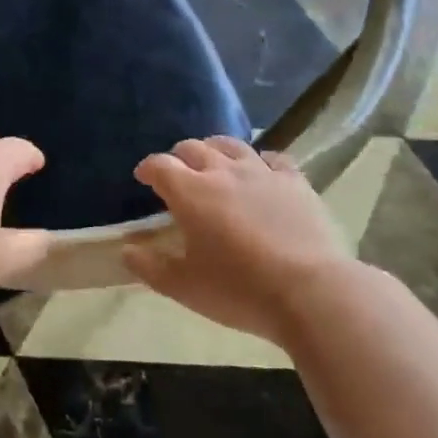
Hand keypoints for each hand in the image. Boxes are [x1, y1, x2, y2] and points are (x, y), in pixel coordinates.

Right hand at [127, 136, 355, 347]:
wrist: (310, 291)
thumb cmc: (238, 290)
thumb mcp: (184, 287)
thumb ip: (150, 267)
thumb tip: (127, 251)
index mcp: (190, 192)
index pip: (160, 166)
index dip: (148, 168)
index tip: (143, 177)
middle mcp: (222, 172)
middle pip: (193, 148)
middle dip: (179, 156)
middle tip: (177, 172)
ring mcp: (261, 173)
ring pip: (231, 145)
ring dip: (215, 149)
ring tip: (213, 161)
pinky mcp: (295, 182)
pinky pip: (274, 159)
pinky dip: (260, 161)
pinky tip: (261, 171)